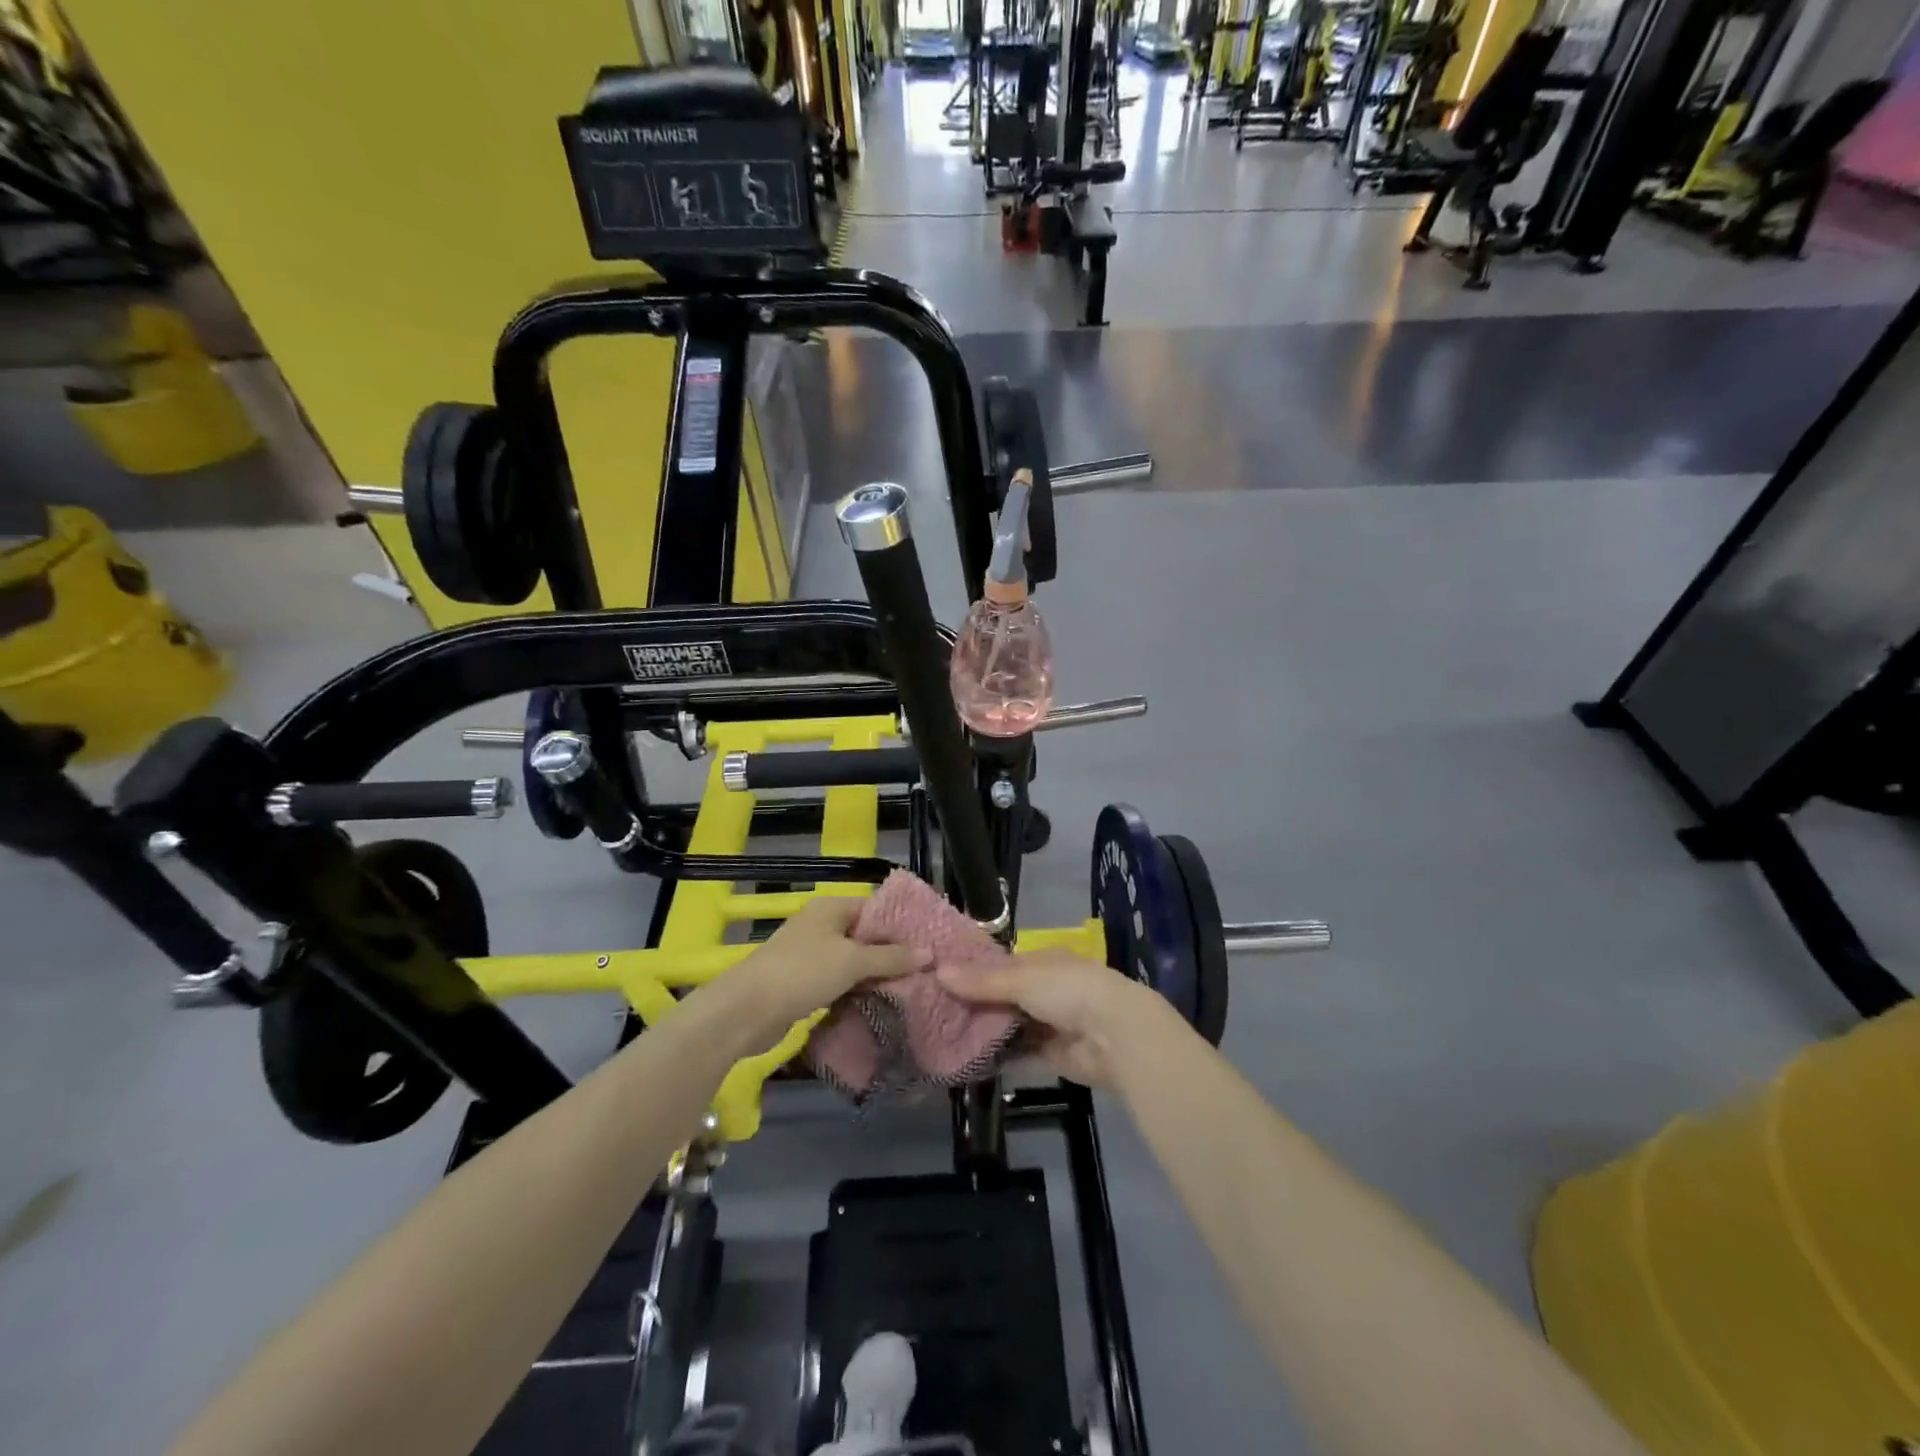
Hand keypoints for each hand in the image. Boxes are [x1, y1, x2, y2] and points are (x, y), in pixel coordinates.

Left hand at [711, 895, 927, 1052]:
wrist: (746, 1010)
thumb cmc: (803, 972)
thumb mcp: (853, 962)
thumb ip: (891, 957)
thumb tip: (929, 953)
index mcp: (831, 908)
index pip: (875, 908)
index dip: (901, 925)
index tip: (929, 944)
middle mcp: (820, 926)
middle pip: (864, 936)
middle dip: (891, 954)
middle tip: (924, 972)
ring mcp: (809, 955)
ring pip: (851, 962)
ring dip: (874, 976)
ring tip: (909, 990)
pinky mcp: (802, 983)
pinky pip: (837, 982)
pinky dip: (855, 991)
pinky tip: (877, 1004)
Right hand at [937, 949, 1185, 1087]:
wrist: (1115, 1035)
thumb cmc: (1069, 991)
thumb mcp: (1020, 979)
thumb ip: (981, 981)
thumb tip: (938, 972)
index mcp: (1044, 960)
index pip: (1002, 963)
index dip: (974, 970)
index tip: (939, 976)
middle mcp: (1047, 988)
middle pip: (1004, 995)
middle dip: (976, 1002)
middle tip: (934, 1009)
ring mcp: (1050, 1021)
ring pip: (1010, 1023)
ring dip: (986, 1029)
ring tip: (943, 1034)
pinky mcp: (1052, 1053)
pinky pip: (1019, 1051)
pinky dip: (999, 1054)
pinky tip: (969, 1057)